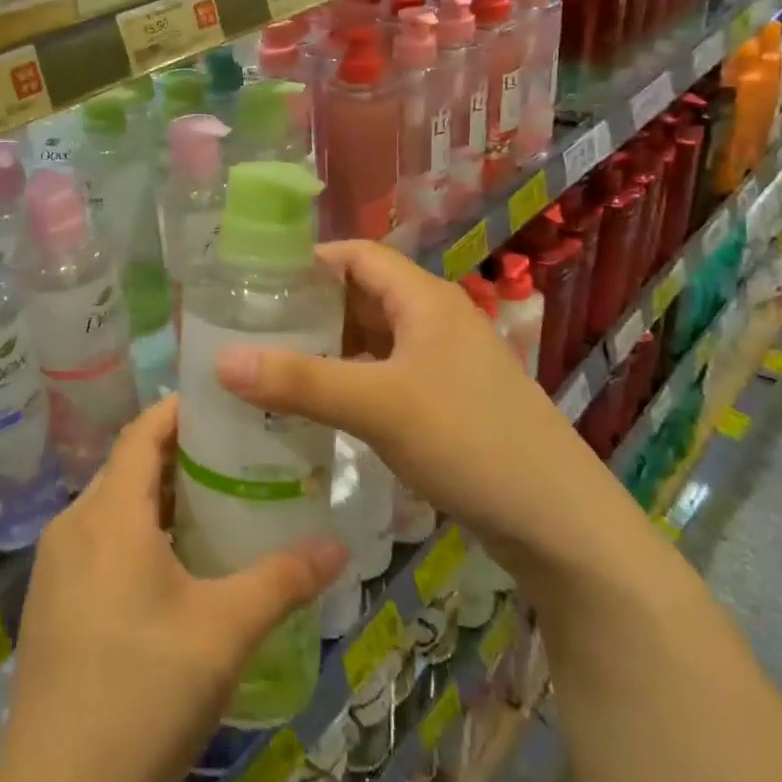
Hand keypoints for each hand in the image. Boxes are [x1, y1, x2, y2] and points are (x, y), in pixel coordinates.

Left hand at [0, 396, 346, 781]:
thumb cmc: (141, 693)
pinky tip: (169, 569)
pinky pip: (95, 540)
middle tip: (234, 459)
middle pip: (127, 467)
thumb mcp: (223, 633)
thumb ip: (281, 581)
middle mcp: (74, 524)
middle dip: (178, 456)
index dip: (179, 410)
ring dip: (157, 498)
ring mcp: (54, 564)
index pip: (142, 432)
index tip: (222, 403)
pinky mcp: (48, 599)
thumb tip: (338, 546)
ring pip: (111, 506)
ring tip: (212, 508)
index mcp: (109, 515)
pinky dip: (134, 532)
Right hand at [215, 239, 623, 583]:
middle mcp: (433, 320)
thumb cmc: (471, 442)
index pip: (355, 255)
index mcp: (424, 300)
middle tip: (250, 327)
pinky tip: (315, 407)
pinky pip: (382, 375)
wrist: (561, 526)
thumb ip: (300, 382)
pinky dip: (346, 381)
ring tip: (270, 364)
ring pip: (369, 339)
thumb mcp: (379, 406)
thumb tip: (220, 360)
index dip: (306, 262)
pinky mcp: (444, 402)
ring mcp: (441, 363)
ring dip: (325, 348)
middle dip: (307, 308)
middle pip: (359, 295)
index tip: (253, 283)